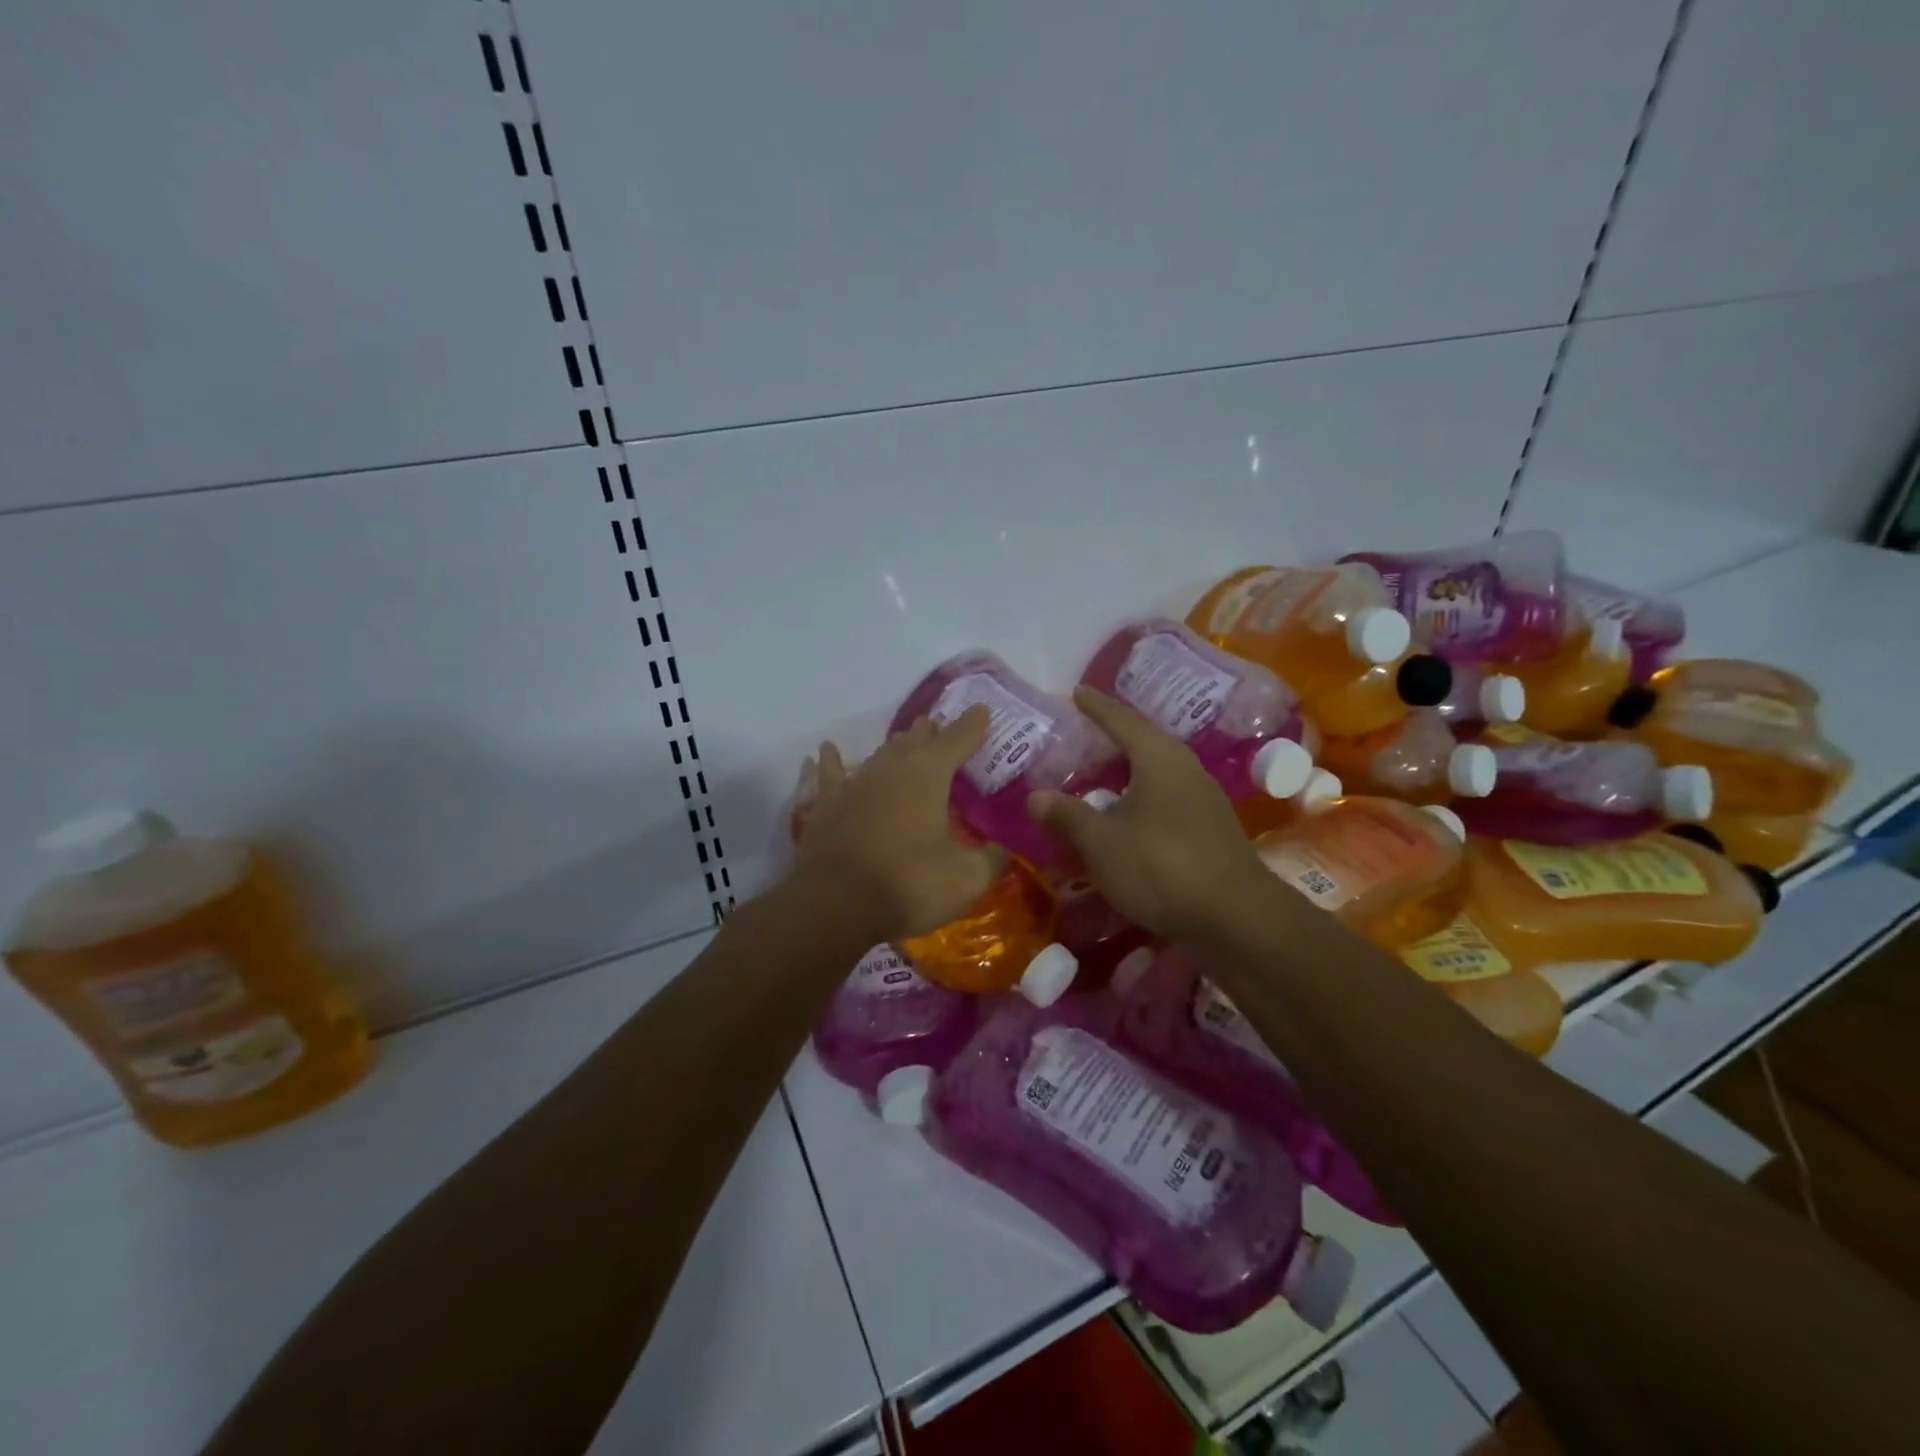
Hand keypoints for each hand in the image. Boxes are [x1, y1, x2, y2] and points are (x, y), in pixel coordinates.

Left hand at [791, 708, 1005, 941]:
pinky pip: (829, 775)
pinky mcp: (826, 806)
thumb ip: (991, 859)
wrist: (836, 906)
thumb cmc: (909, 886)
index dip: (972, 725)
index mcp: (928, 775)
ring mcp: (855, 784)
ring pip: (880, 754)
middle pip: (915, 741)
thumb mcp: (966, 879)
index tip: (981, 711)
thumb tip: (1003, 850)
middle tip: (940, 727)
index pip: (957, 739)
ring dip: (895, 747)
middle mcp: (891, 768)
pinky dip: (830, 761)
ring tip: (904, 740)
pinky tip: (826, 751)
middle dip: (931, 733)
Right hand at [1028, 687, 1270, 941]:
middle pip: (1144, 744)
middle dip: (1113, 738)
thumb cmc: (1162, 867)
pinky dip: (1139, 802)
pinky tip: (1125, 821)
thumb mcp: (1101, 842)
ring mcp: (1203, 801)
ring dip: (1127, 774)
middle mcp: (1186, 770)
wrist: (1236, 918)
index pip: (1122, 720)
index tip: (1077, 692)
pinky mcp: (1209, 831)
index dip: (1097, 707)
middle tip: (1083, 735)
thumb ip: (1067, 816)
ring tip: (1099, 777)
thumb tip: (1035, 797)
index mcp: (1159, 759)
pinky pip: (1165, 802)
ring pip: (1156, 775)